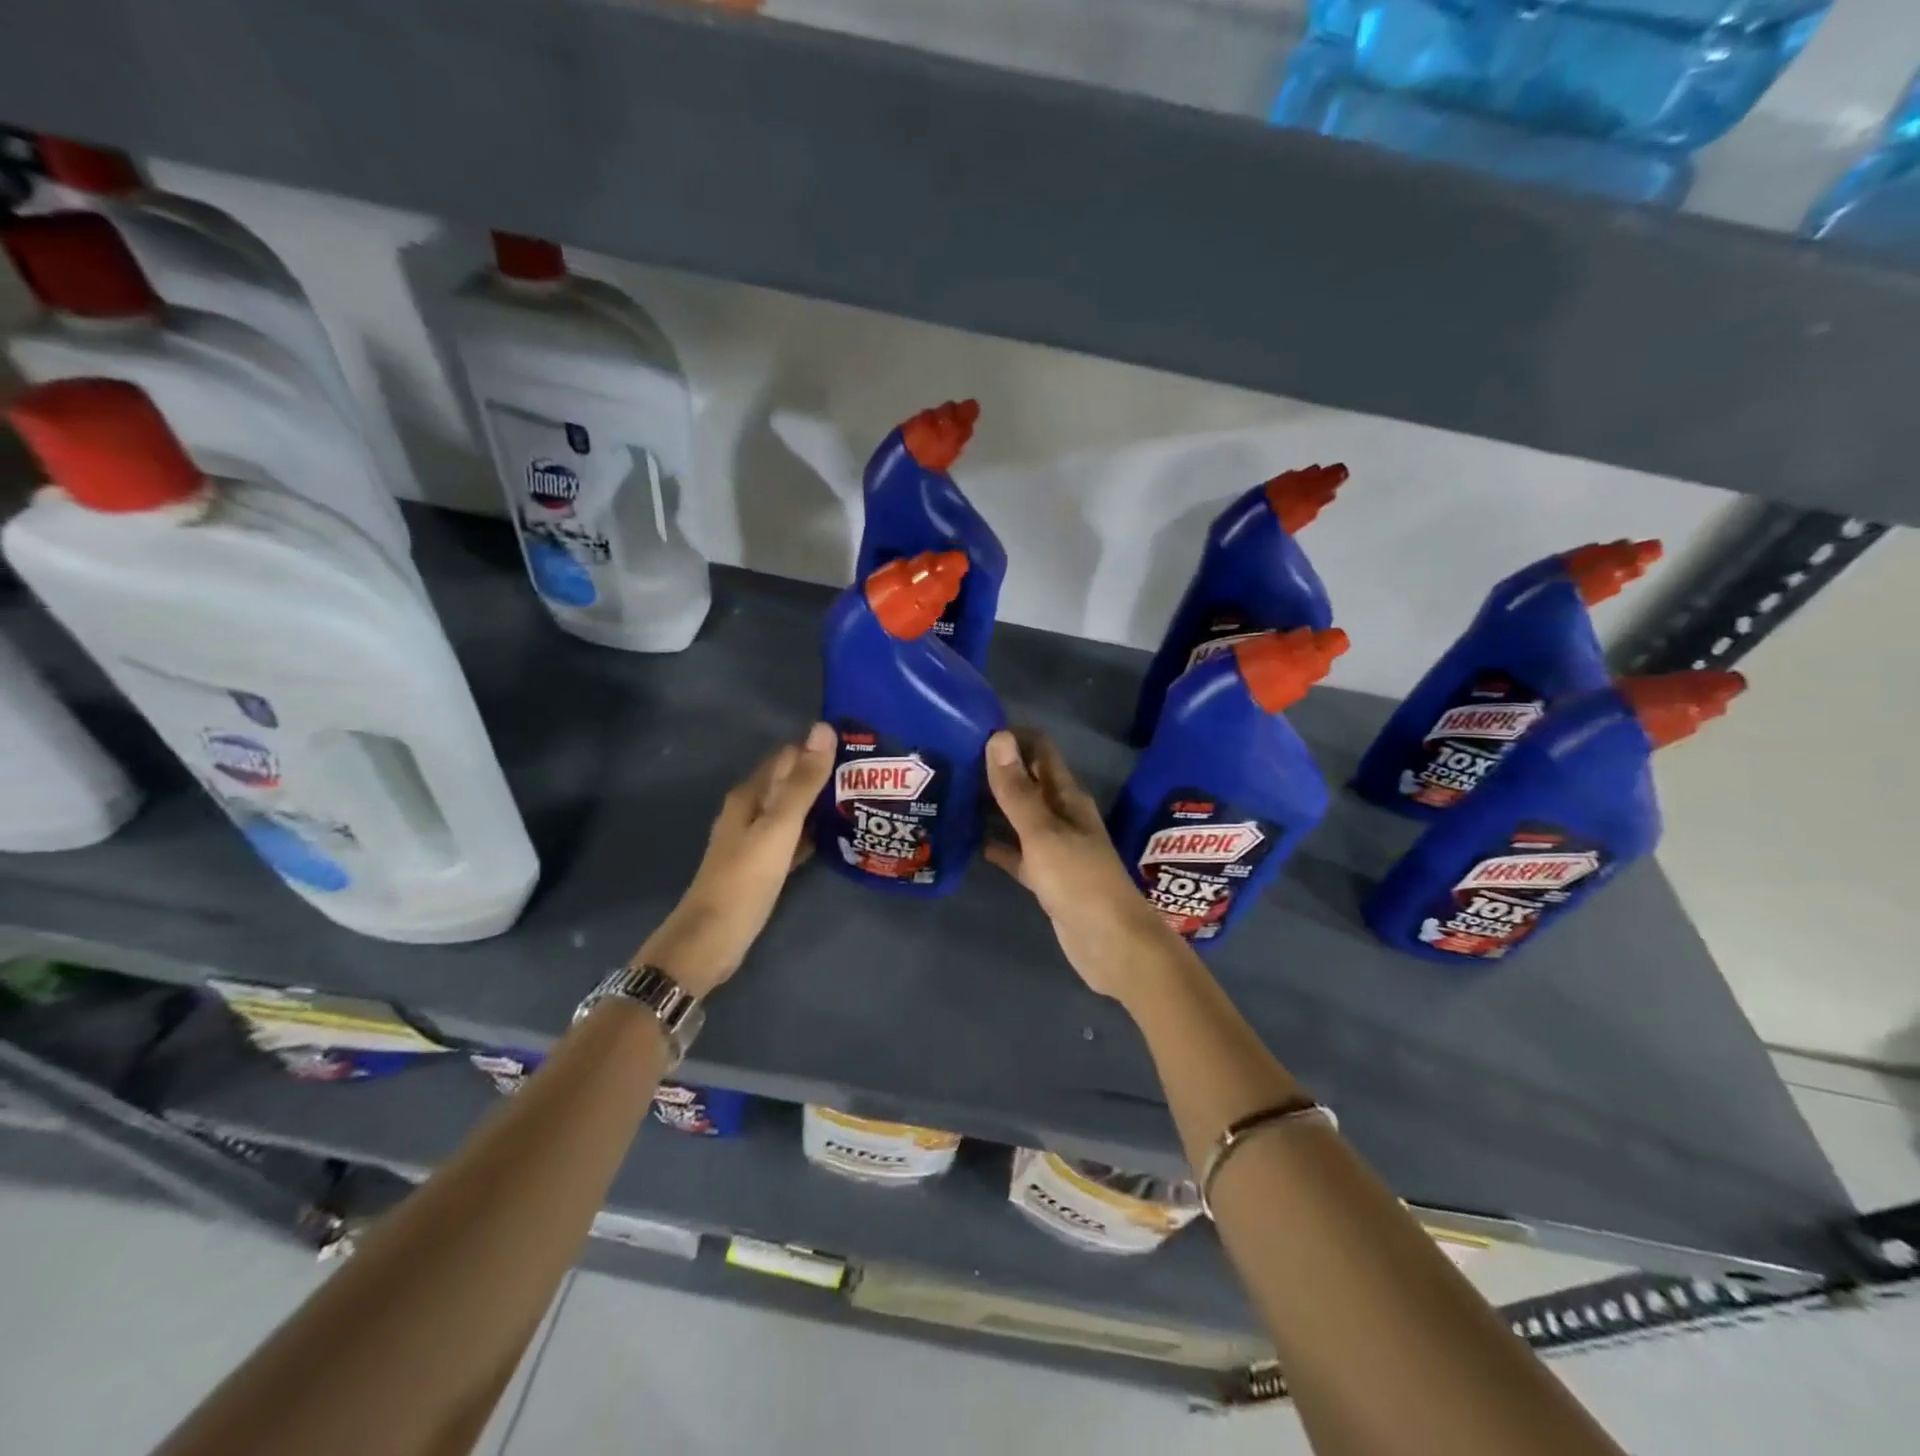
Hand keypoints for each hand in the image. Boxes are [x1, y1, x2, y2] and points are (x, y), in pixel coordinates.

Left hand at [635, 722, 836, 997]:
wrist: (712, 938)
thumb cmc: (745, 878)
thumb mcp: (779, 826)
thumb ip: (803, 782)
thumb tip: (823, 729)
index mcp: (750, 795)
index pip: (789, 756)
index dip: (820, 750)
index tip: (858, 750)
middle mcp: (750, 810)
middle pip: (791, 782)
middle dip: (824, 776)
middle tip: (868, 777)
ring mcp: (756, 839)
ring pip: (794, 811)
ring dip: (821, 804)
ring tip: (861, 801)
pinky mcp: (764, 865)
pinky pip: (794, 838)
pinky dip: (814, 833)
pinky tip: (838, 837)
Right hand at [982, 728, 1182, 998]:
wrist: (1111, 944)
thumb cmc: (1079, 881)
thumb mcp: (1043, 832)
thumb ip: (1018, 790)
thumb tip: (998, 737)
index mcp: (1067, 798)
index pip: (1041, 751)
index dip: (1013, 737)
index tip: (974, 728)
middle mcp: (1063, 816)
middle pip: (1029, 782)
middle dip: (997, 770)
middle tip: (953, 761)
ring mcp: (1055, 848)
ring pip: (1021, 817)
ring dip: (994, 806)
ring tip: (955, 795)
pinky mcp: (1047, 878)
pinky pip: (1018, 853)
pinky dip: (999, 846)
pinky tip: (973, 843)